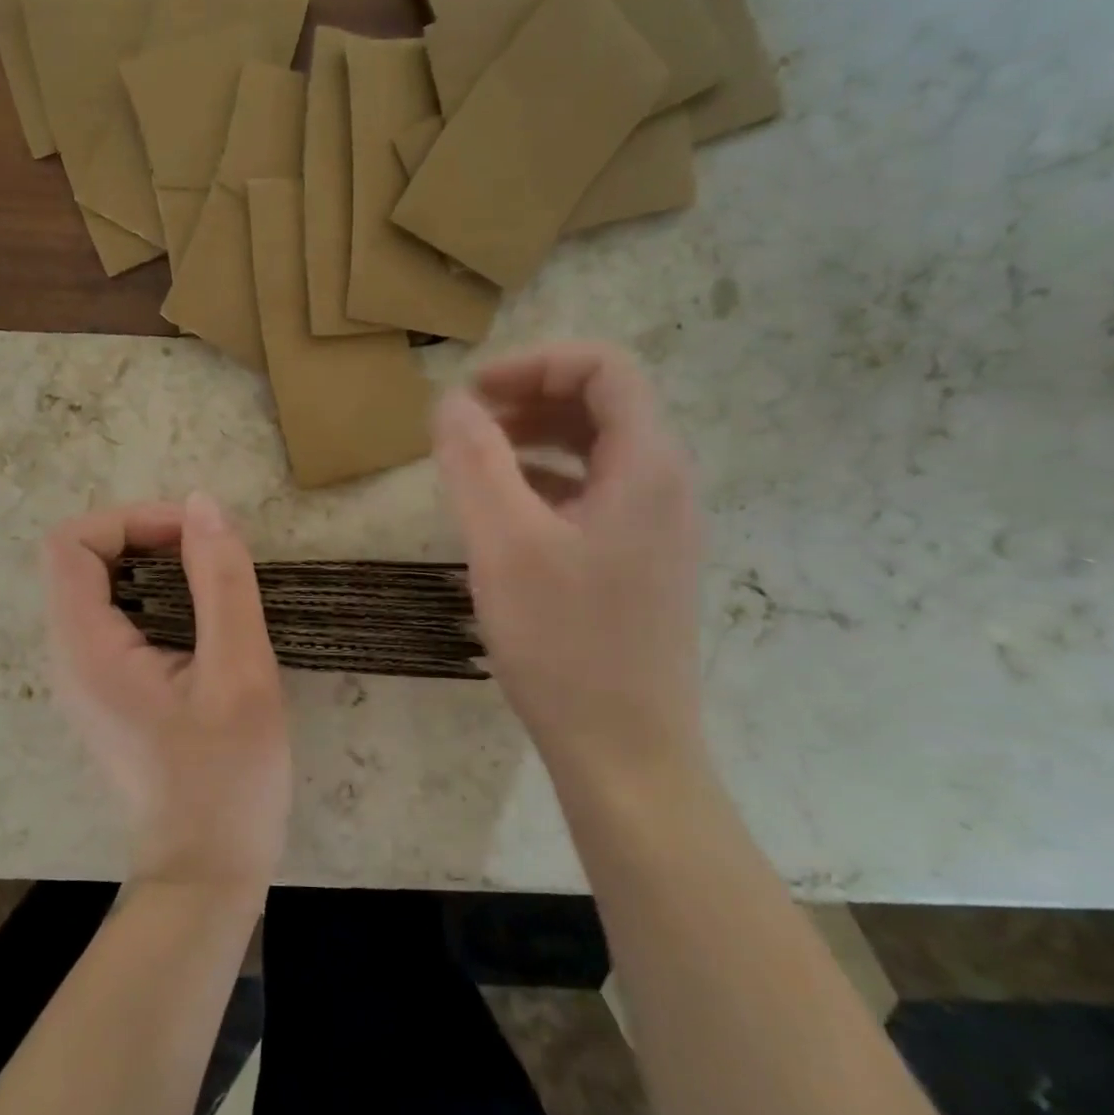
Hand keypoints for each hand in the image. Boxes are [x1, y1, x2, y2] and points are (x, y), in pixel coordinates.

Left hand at [41, 494, 289, 894]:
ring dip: (155, 566)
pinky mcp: (107, 692)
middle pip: (82, 560)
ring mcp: (84, 678)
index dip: (129, 521)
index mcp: (86, 650)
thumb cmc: (227, 778)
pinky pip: (116, 619)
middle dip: (146, 537)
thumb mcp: (240, 672)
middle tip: (211, 554)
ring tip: (214, 582)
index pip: (69, 544)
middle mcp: (69, 658)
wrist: (206, 873)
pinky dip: (157, 597)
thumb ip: (220, 582)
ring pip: (100, 587)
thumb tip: (202, 504)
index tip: (192, 535)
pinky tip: (204, 621)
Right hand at [433, 342, 704, 782]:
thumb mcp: (504, 544)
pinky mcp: (636, 561)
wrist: (624, 752)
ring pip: (595, 451)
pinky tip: (502, 509)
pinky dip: (544, 481)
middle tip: (465, 422)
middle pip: (602, 405)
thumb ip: (475, 461)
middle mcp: (663, 486)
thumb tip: (450, 401)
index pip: (605, 369)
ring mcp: (655, 527)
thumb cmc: (565, 643)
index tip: (473, 391)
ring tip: (474, 459)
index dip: (536, 363)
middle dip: (530, 398)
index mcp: (646, 467)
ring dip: (534, 439)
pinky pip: (592, 494)